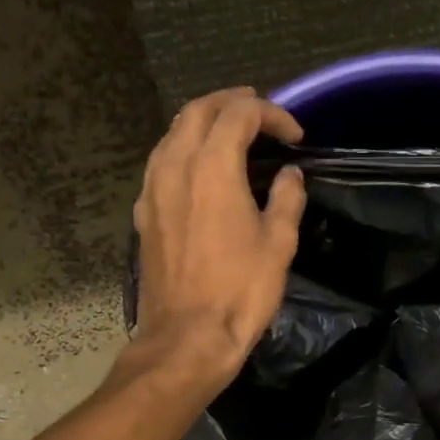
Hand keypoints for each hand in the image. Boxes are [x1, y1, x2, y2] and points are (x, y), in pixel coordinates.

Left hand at [132, 87, 304, 388]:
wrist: (188, 336)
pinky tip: (201, 170)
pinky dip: (184, 150)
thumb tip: (289, 175)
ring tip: (231, 134)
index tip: (295, 135)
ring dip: (203, 122)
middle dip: (231, 103)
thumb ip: (286, 199)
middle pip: (197, 111)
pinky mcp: (144, 214)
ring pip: (173, 133)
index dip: (271, 114)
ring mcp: (152, 189)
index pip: (239, 115)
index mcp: (212, 167)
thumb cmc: (240, 291)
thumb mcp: (278, 243)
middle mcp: (175, 166)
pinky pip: (161, 162)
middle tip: (260, 113)